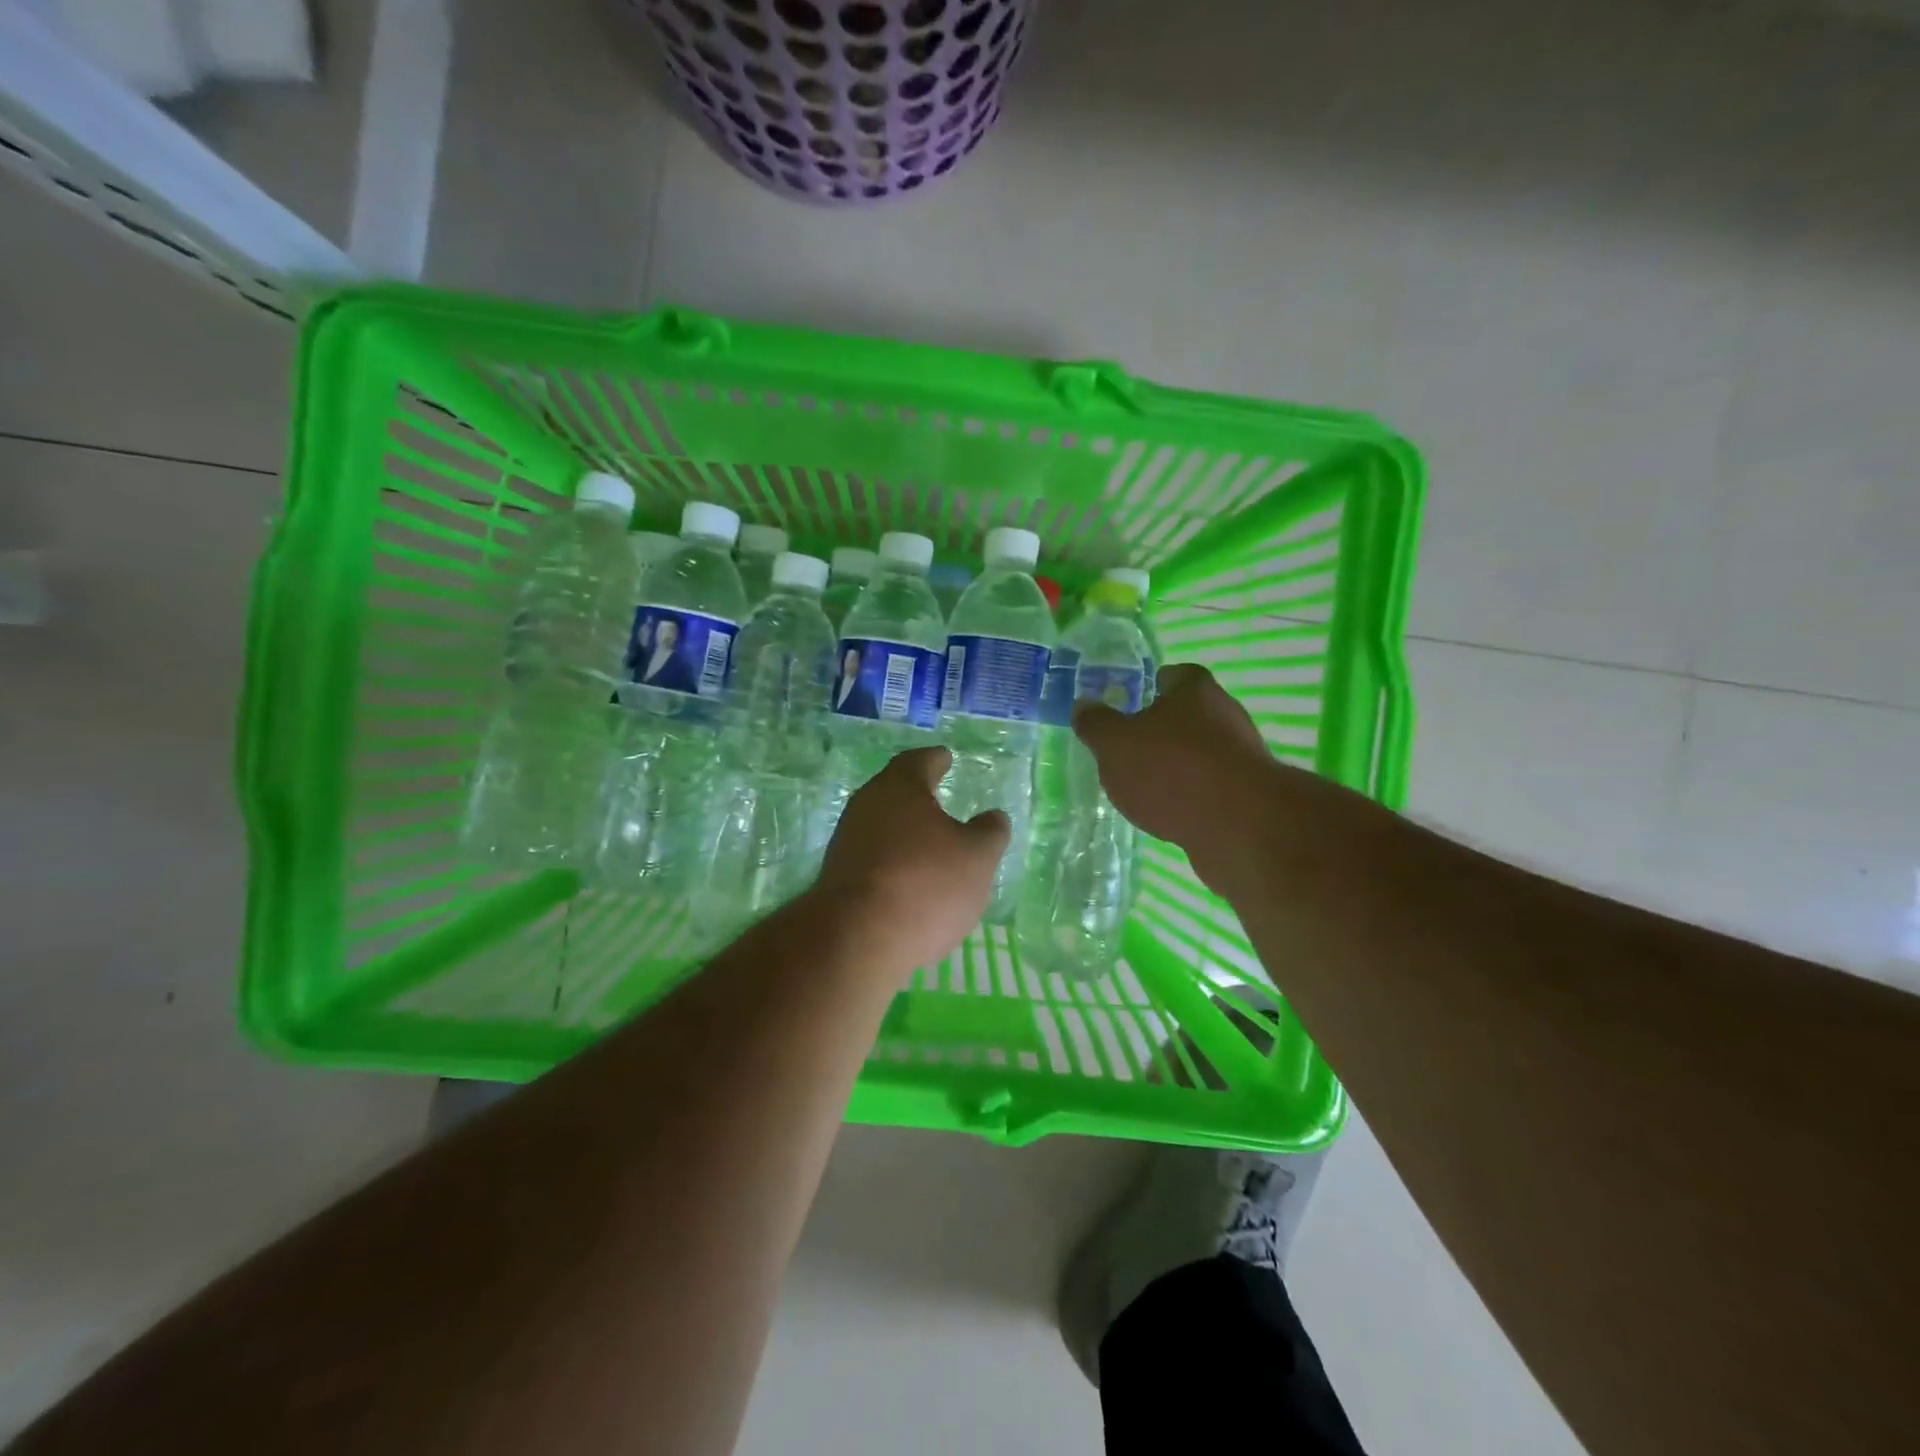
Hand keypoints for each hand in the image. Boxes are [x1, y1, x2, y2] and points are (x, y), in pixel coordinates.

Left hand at [815, 746, 1008, 981]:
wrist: (856, 939)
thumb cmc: (925, 883)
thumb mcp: (977, 857)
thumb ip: (989, 832)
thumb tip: (993, 817)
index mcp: (900, 787)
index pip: (919, 761)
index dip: (936, 760)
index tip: (946, 758)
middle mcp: (867, 805)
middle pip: (894, 792)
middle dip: (917, 796)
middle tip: (939, 798)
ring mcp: (846, 842)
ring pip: (881, 826)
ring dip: (904, 833)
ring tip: (930, 845)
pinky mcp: (836, 878)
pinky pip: (872, 859)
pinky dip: (892, 863)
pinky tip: (909, 883)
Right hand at [1071, 663, 1284, 890]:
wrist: (1240, 826)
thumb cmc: (1171, 770)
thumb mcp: (1115, 744)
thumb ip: (1096, 724)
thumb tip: (1083, 706)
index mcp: (1194, 690)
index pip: (1171, 675)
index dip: (1149, 687)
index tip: (1126, 707)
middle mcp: (1224, 714)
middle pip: (1187, 715)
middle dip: (1159, 730)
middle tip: (1127, 751)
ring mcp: (1241, 756)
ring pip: (1199, 753)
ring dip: (1176, 766)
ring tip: (1144, 788)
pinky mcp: (1248, 794)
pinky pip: (1210, 787)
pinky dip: (1191, 796)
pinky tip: (1170, 814)